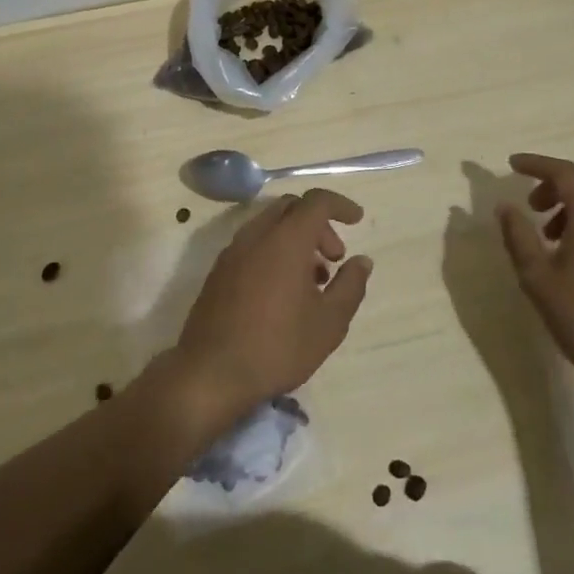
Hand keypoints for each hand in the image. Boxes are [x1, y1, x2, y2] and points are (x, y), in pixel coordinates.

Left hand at [168, 189, 370, 436]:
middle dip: (318, 224)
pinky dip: (275, 251)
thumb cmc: (278, 346)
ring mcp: (233, 251)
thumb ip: (350, 286)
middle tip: (334, 258)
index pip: (316, 201)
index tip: (357, 220)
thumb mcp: (329, 322)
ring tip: (313, 281)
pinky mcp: (219, 270)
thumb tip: (362, 261)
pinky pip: (253, 244)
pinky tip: (284, 291)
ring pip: (270, 226)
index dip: (340, 205)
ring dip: (296, 240)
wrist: (212, 372)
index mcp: (286, 239)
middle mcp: (257, 234)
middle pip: (291, 208)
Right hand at [495, 154, 573, 396]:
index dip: (536, 163)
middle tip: (533, 202)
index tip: (511, 164)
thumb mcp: (537, 277)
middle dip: (558, 178)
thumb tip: (505, 207)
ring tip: (547, 234)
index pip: (564, 171)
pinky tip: (571, 251)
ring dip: (573, 200)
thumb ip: (518, 236)